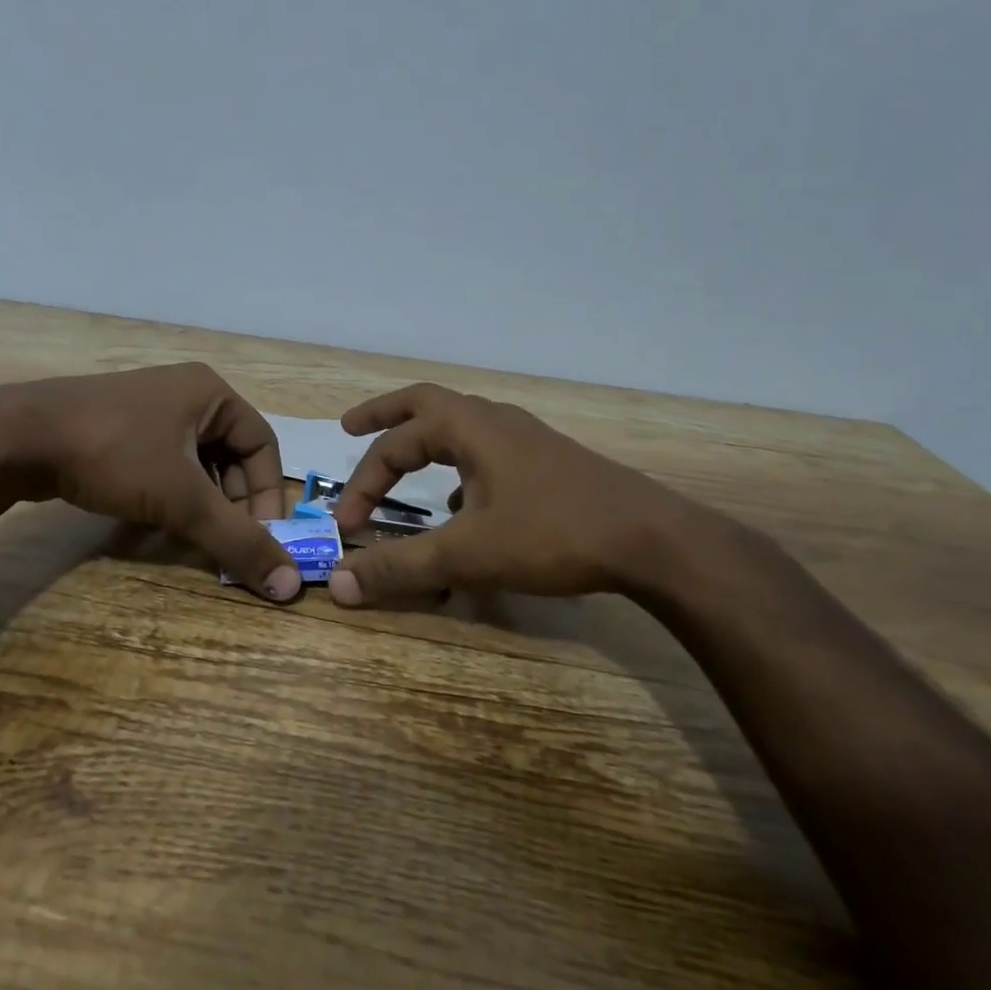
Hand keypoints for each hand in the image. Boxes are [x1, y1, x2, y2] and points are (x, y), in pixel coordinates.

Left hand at [0, 362, 301, 599]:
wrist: (18, 437)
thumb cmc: (114, 454)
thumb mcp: (183, 499)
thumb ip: (237, 540)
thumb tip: (289, 586)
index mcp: (211, 393)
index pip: (262, 445)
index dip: (267, 495)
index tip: (260, 539)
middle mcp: (186, 394)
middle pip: (231, 455)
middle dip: (233, 503)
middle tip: (226, 543)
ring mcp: (149, 409)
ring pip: (197, 463)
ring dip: (203, 503)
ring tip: (196, 538)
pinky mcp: (120, 429)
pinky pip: (165, 464)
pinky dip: (173, 495)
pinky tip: (161, 524)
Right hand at [328, 383, 713, 607]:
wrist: (652, 540)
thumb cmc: (552, 534)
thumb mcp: (468, 554)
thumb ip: (402, 568)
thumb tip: (338, 584)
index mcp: (468, 427)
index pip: (395, 447)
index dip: (363, 484)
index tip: (347, 526)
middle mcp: (494, 420)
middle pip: (425, 404)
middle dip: (385, 416)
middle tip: (351, 426)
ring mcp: (526, 438)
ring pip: (461, 425)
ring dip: (426, 440)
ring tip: (406, 467)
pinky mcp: (548, 461)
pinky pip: (488, 451)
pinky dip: (461, 467)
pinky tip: (465, 507)